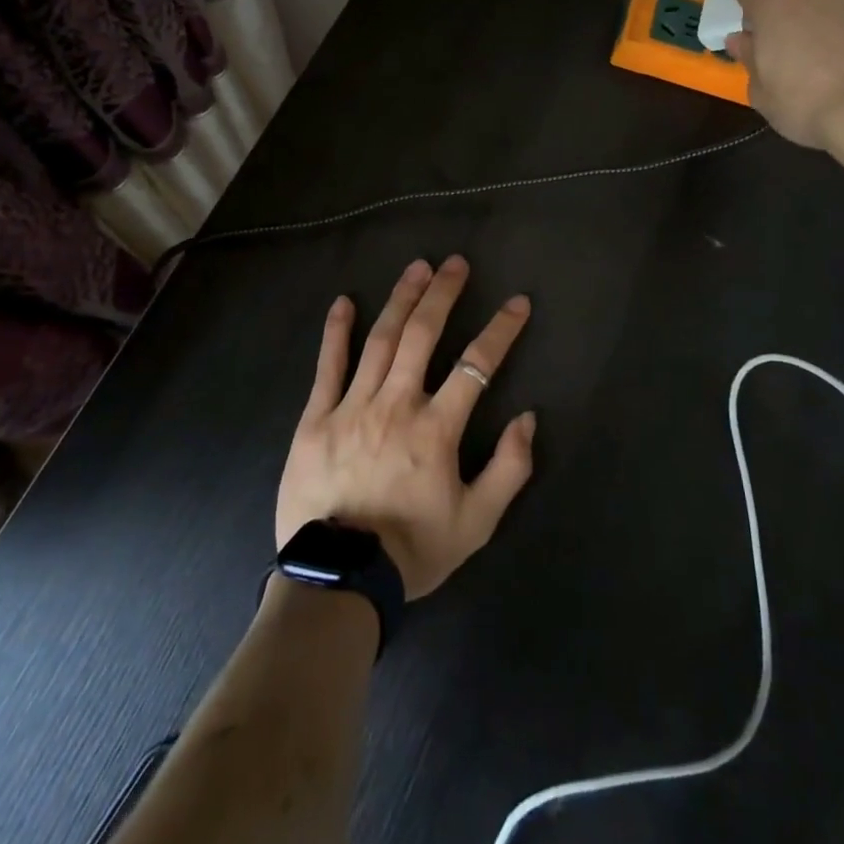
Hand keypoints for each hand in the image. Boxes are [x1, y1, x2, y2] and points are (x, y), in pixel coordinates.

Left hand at [275, 257, 537, 599]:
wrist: (339, 581)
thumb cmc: (412, 551)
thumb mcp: (476, 523)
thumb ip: (508, 470)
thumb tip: (527, 418)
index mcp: (436, 429)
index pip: (476, 366)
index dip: (500, 331)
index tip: (517, 303)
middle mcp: (396, 405)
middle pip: (423, 336)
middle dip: (443, 295)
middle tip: (455, 263)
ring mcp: (352, 407)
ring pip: (380, 341)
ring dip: (400, 300)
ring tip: (416, 268)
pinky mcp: (316, 419)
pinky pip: (327, 367)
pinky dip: (336, 332)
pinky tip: (344, 302)